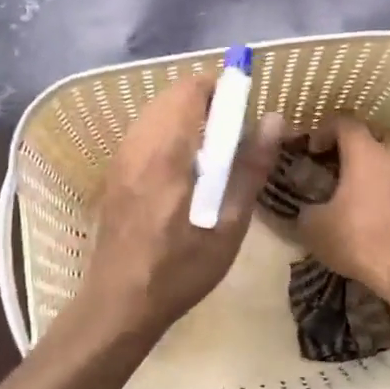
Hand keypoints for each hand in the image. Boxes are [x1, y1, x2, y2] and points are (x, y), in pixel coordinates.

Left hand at [77, 76, 283, 342]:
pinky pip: (144, 131)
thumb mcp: (228, 223)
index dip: (221, 86)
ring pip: (155, 112)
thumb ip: (250, 167)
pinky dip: (169, 132)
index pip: (190, 89)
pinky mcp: (115, 172)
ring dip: (187, 116)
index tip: (246, 107)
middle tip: (235, 133)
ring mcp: (121, 157)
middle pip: (171, 96)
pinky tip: (186, 168)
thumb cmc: (180, 268)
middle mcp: (137, 144)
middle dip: (206, 100)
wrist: (120, 302)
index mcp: (166, 152)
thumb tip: (274, 119)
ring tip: (215, 152)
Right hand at [297, 117, 389, 298]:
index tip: (314, 149)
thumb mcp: (315, 228)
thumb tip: (308, 209)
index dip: (325, 130)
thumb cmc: (360, 241)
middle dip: (358, 146)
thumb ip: (307, 210)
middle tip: (341, 167)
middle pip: (376, 136)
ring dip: (382, 169)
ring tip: (368, 192)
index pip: (345, 122)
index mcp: (366, 153)